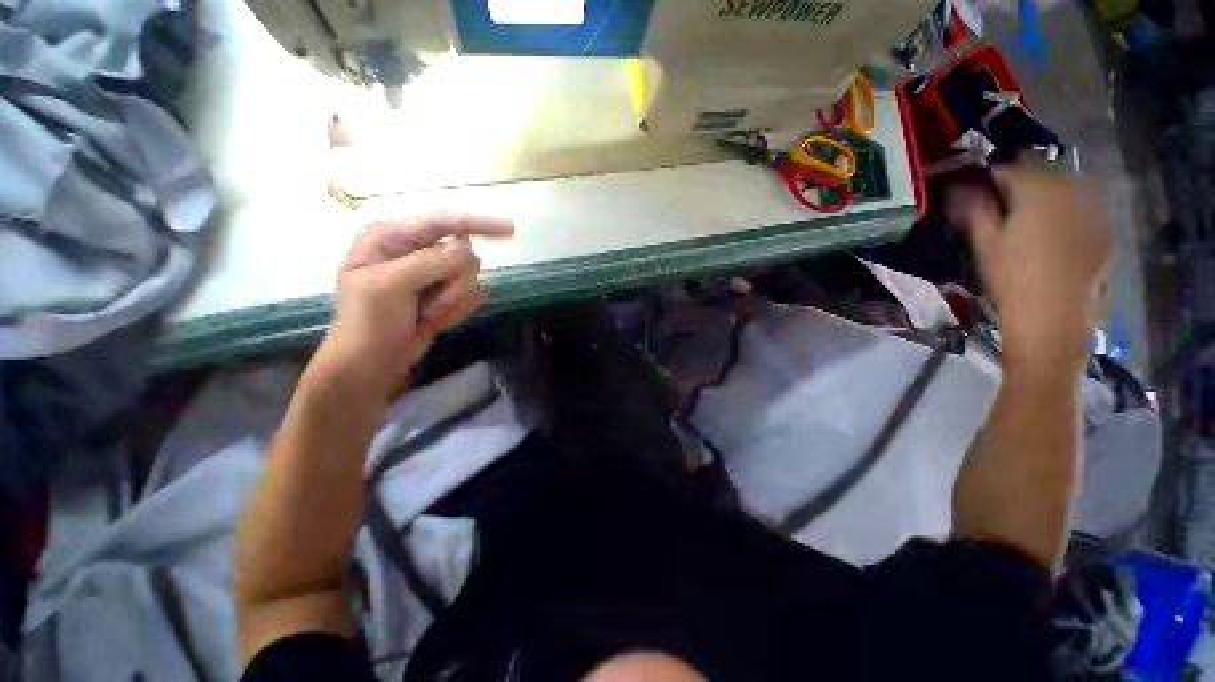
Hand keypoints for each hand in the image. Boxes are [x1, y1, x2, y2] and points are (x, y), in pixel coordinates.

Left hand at [313, 212, 513, 400]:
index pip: (443, 222)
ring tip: (425, 314)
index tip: (510, 229)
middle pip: (464, 254)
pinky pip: (473, 295)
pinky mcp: (447, 295)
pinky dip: (457, 310)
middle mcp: (416, 250)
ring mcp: (433, 274)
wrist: (373, 364)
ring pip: (472, 277)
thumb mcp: (389, 286)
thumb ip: (428, 262)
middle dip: (451, 283)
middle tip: (425, 302)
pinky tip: (435, 320)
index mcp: (392, 237)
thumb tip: (466, 248)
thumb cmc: (368, 322)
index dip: (478, 223)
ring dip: (452, 301)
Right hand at [965, 168, 1110, 372]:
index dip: (993, 176)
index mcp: (1037, 192)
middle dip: (1023, 179)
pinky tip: (1057, 227)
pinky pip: (1084, 202)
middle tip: (1006, 201)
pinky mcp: (1104, 226)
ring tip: (1032, 212)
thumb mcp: (985, 245)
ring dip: (1047, 190)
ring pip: (1066, 183)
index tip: (981, 190)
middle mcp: (1070, 190)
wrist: (1054, 318)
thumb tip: (960, 188)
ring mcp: (1092, 207)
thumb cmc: (1012, 280)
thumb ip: (975, 210)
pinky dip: (1068, 206)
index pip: (1011, 167)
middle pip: (1043, 169)